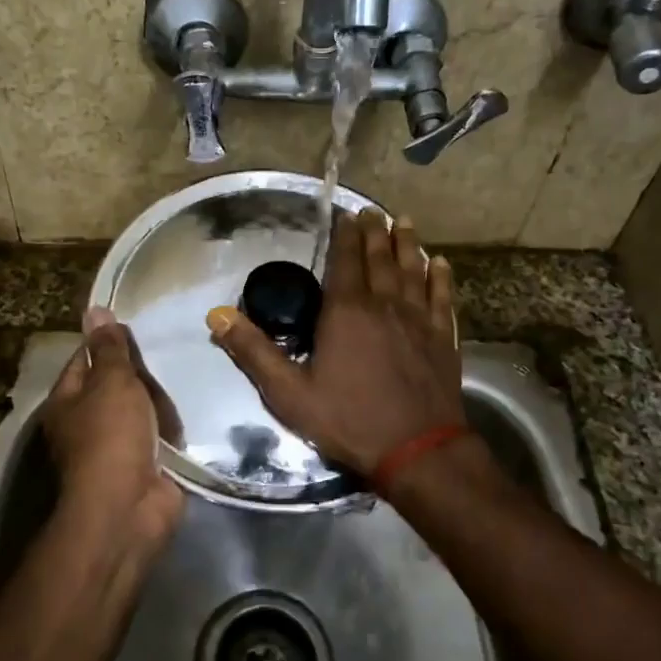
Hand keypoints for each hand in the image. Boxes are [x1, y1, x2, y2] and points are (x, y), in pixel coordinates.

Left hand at [41, 307, 183, 545]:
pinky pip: (157, 437)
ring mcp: (113, 448)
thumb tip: (95, 310)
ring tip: (180, 383)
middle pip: (113, 386)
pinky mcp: (141, 467)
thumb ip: (110, 348)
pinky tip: (186, 416)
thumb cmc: (112, 436)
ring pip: (138, 411)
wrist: (129, 508)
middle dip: (137, 375)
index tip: (135, 330)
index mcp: (66, 402)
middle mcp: (84, 424)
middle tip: (164, 358)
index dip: (106, 343)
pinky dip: (169, 430)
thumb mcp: (111, 382)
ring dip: (157, 403)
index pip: (83, 359)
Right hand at [206, 210, 465, 480]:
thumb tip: (218, 316)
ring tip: (404, 222)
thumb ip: (253, 352)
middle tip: (373, 210)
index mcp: (346, 312)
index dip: (345, 236)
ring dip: (407, 244)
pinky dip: (441, 277)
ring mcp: (418, 320)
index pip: (345, 262)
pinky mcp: (442, 338)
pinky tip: (441, 263)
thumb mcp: (289, 393)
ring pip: (412, 270)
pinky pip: (442, 298)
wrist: (417, 450)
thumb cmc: (349, 419)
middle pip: (379, 259)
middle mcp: (384, 305)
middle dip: (375, 231)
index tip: (347, 214)